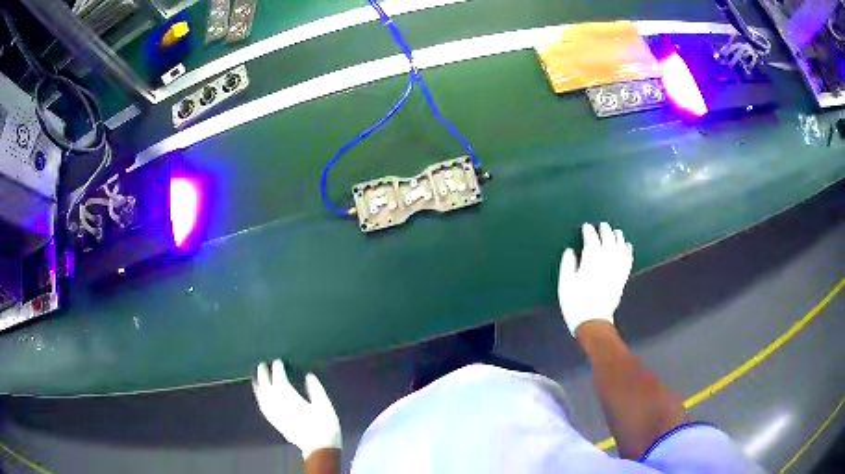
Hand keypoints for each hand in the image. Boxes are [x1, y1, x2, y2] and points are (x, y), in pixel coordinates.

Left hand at [253, 360, 341, 459]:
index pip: (279, 379)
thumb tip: (308, 376)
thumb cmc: (325, 426)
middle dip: (263, 374)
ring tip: (255, 377)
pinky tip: (260, 398)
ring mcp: (275, 415)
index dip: (278, 369)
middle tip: (262, 364)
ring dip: (258, 386)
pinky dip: (260, 399)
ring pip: (262, 397)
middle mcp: (278, 404)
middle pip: (267, 386)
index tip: (278, 361)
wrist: (319, 449)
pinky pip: (263, 408)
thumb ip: (316, 389)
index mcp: (290, 398)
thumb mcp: (325, 406)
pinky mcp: (275, 423)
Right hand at [558, 222, 632, 335]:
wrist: (593, 323)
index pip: (591, 241)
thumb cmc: (576, 303)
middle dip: (605, 232)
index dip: (589, 232)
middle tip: (602, 225)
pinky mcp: (622, 279)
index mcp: (591, 262)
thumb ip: (567, 265)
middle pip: (608, 242)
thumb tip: (570, 251)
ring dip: (618, 238)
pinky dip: (628, 252)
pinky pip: (627, 261)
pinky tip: (628, 246)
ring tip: (616, 231)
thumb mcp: (565, 284)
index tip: (586, 227)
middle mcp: (606, 262)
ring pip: (620, 249)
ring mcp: (616, 271)